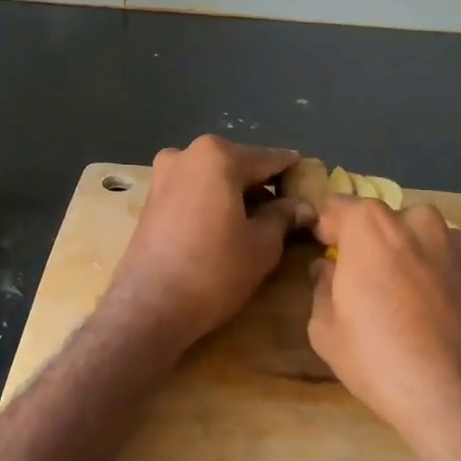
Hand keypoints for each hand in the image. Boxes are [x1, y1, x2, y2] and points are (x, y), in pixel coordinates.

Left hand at [103, 136, 312, 351]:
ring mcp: (163, 174)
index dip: (294, 174)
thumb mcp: (261, 246)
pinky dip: (212, 202)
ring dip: (236, 194)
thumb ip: (284, 217)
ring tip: (257, 224)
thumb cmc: (213, 271)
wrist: (148, 307)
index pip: (269, 159)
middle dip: (262, 185)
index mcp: (218, 156)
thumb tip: (303, 207)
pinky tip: (225, 228)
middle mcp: (187, 153)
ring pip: (213, 177)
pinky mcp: (150, 198)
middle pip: (239, 164)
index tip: (312, 186)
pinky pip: (193, 191)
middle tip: (287, 212)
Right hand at [309, 197, 460, 460]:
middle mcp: (418, 222)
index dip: (327, 230)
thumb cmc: (379, 358)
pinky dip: (438, 281)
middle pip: (384, 222)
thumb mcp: (325, 329)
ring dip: (409, 258)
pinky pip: (449, 268)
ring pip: (421, 241)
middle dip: (371, 243)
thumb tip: (328, 269)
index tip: (324, 252)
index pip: (337, 207)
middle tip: (364, 281)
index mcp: (371, 225)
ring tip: (402, 300)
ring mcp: (458, 246)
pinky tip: (434, 319)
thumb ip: (322, 287)